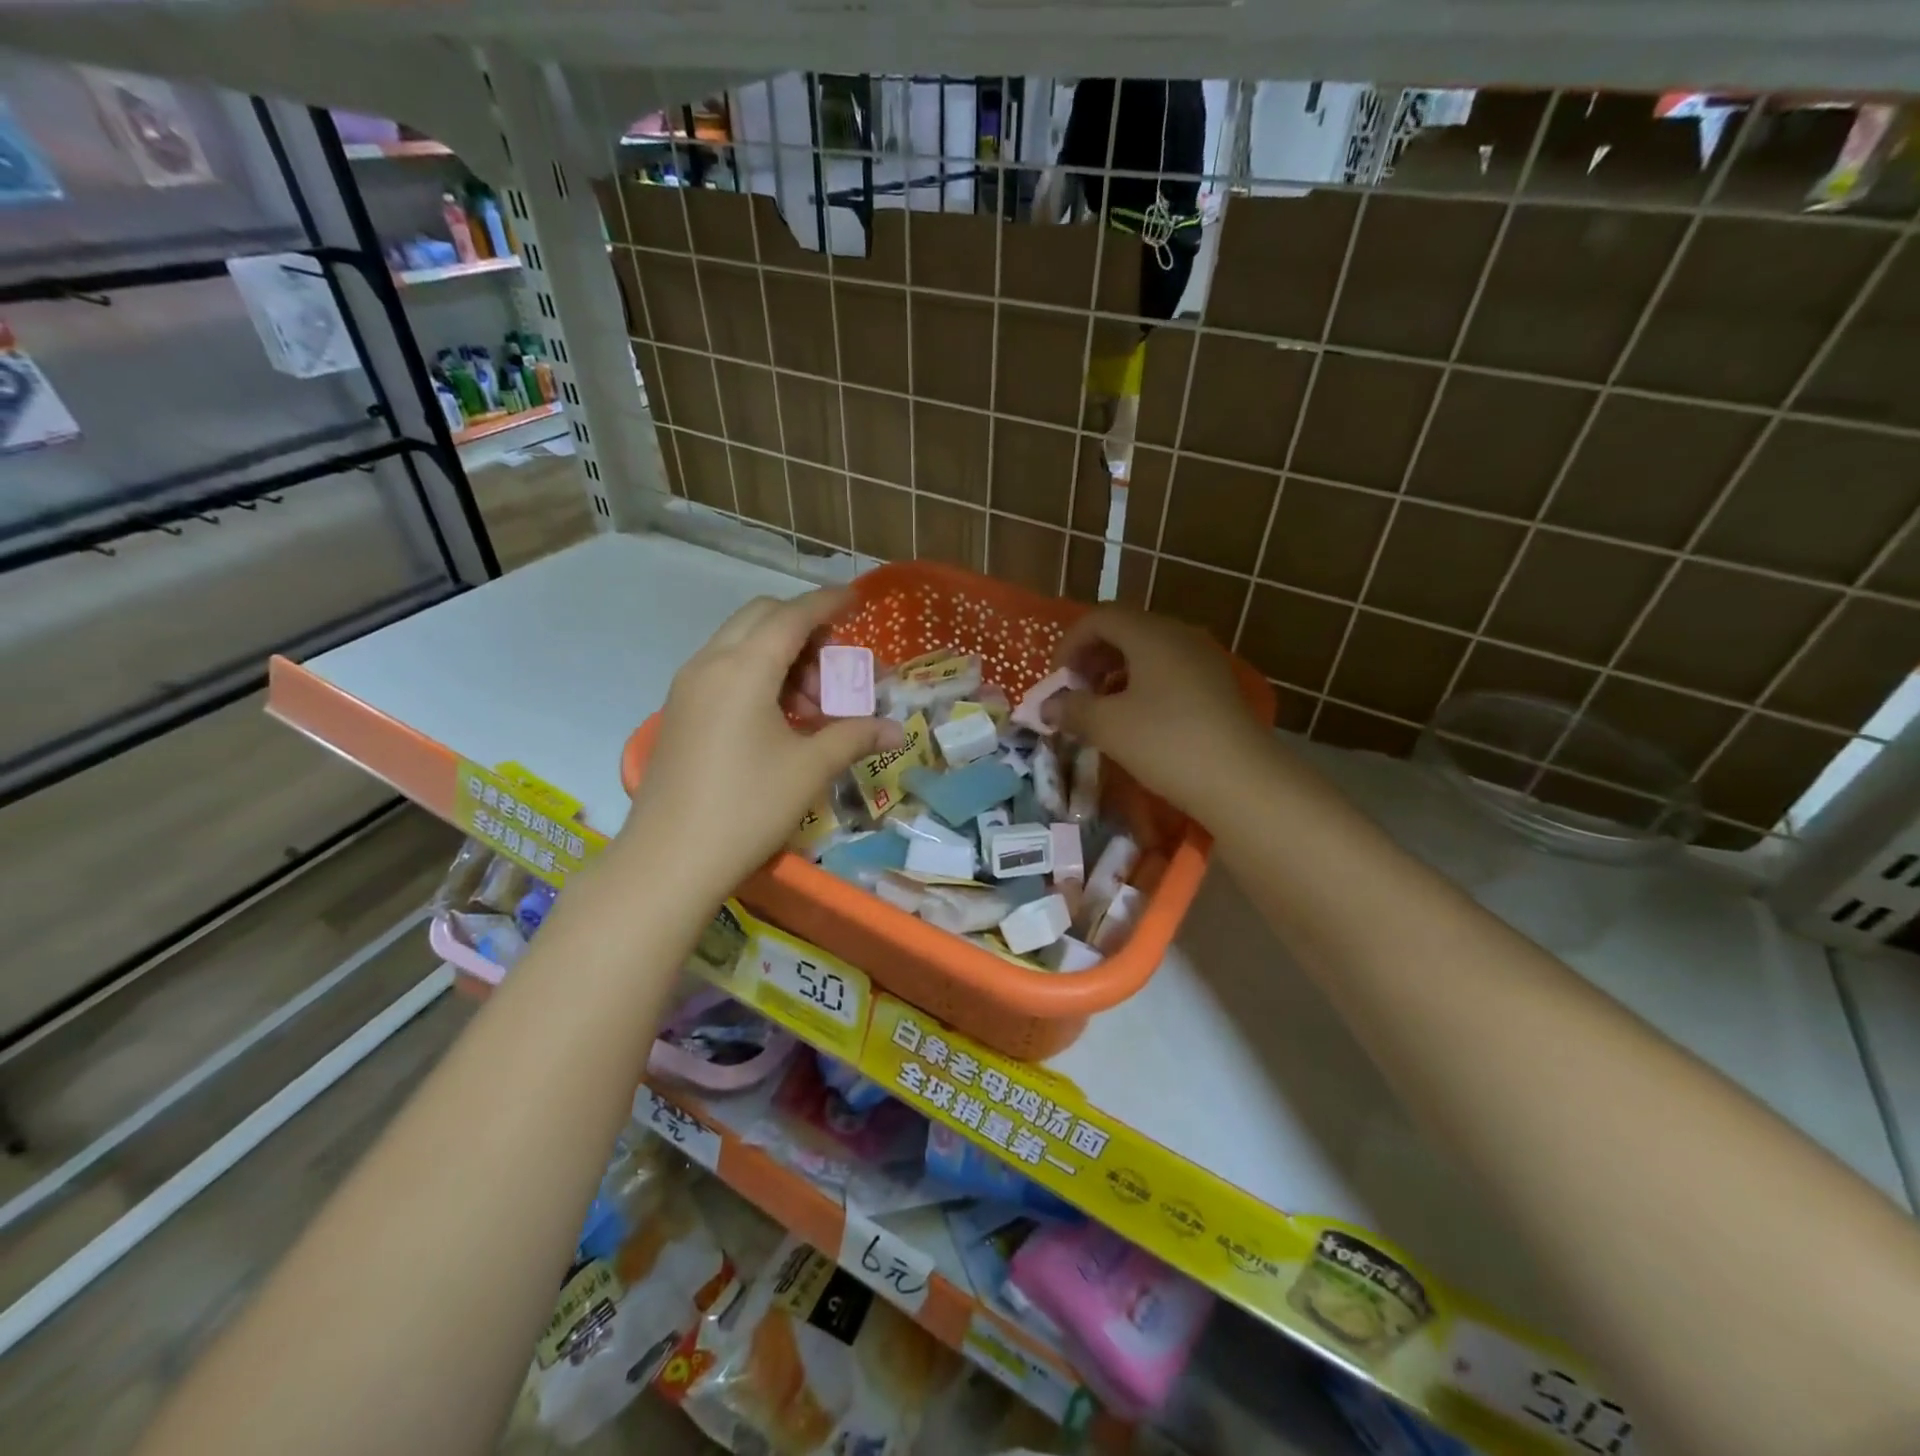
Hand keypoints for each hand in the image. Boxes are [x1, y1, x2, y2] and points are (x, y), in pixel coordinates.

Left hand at [623, 589, 901, 894]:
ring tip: (812, 705)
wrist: (669, 860)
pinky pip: (724, 669)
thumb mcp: (809, 769)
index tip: (858, 598)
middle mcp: (710, 663)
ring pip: (740, 643)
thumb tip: (897, 729)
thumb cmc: (747, 808)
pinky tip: (780, 718)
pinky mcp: (680, 711)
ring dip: (781, 655)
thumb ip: (854, 736)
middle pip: (762, 618)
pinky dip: (758, 674)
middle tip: (836, 667)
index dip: (829, 602)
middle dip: (805, 629)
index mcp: (743, 668)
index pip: (793, 615)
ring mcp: (688, 686)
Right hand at [1047, 607, 1269, 821]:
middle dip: (1093, 657)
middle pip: (1126, 630)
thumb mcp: (1108, 727)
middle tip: (1077, 691)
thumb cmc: (1166, 743)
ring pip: (1148, 651)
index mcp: (1151, 634)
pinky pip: (1169, 671)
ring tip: (1102, 708)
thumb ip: (1072, 709)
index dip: (1070, 643)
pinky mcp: (1216, 686)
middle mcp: (1180, 635)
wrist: (1242, 780)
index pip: (1100, 618)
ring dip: (1116, 672)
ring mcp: (1203, 660)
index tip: (1058, 680)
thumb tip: (1048, 706)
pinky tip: (1136, 719)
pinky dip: (1142, 685)